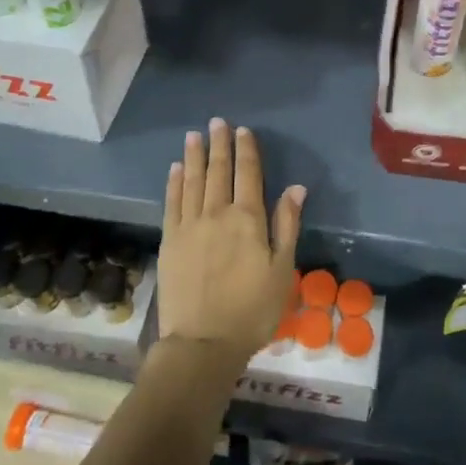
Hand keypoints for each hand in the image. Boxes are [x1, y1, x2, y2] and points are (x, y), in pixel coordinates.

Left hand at [157, 118, 304, 370]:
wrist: (202, 342)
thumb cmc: (252, 310)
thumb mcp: (282, 270)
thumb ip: (287, 226)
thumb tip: (295, 187)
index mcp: (248, 219)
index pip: (248, 174)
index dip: (246, 150)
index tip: (243, 130)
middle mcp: (216, 213)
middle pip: (218, 171)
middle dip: (219, 144)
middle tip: (217, 122)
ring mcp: (189, 225)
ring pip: (193, 181)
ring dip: (194, 156)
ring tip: (194, 136)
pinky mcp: (170, 241)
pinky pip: (172, 203)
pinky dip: (174, 183)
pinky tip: (175, 169)